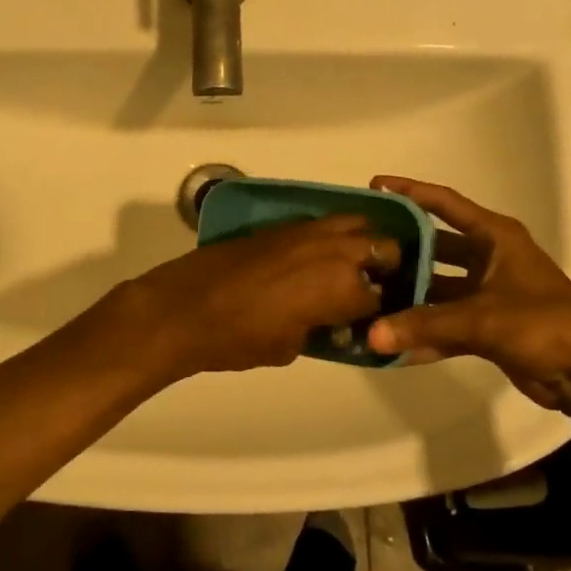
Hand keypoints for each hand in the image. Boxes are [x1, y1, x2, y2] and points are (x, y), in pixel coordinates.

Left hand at [114, 215, 400, 381]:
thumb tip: (327, 322)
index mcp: (343, 287)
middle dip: (385, 268)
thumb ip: (320, 330)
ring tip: (349, 266)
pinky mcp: (282, 225)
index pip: (381, 298)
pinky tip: (316, 256)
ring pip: (356, 224)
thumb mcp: (290, 347)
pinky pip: (322, 223)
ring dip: (362, 243)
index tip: (372, 322)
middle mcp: (334, 251)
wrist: (185, 307)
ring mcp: (307, 231)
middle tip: (369, 289)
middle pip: (382, 248)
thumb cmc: (239, 338)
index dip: (380, 313)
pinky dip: (331, 236)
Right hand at [363, 177, 570, 406]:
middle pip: (436, 246)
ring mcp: (489, 293)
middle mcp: (490, 258)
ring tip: (368, 298)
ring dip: (410, 296)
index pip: (445, 204)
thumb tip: (370, 336)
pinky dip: (426, 333)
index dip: (411, 192)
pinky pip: (447, 322)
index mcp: (496, 237)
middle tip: (363, 251)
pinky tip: (394, 345)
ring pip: (438, 288)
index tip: (375, 185)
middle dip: (402, 250)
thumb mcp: (481, 319)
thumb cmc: (542, 324)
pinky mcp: (489, 326)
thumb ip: (424, 325)